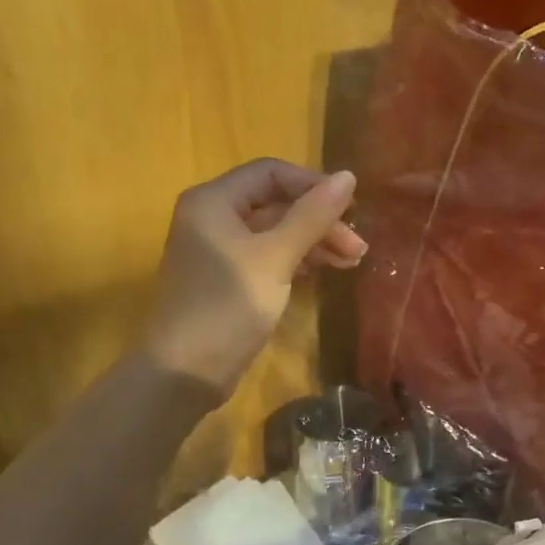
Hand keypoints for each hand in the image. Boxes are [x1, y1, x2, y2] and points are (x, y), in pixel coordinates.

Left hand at [143, 159, 365, 393]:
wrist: (186, 371)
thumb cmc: (228, 306)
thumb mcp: (275, 258)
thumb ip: (311, 217)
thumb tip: (348, 176)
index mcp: (214, 201)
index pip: (271, 173)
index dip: (313, 186)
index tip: (351, 210)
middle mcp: (213, 218)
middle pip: (276, 204)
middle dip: (319, 221)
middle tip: (358, 248)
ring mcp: (220, 251)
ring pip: (276, 233)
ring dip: (314, 243)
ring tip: (352, 262)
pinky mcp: (229, 280)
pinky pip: (269, 257)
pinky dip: (298, 261)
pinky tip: (324, 272)